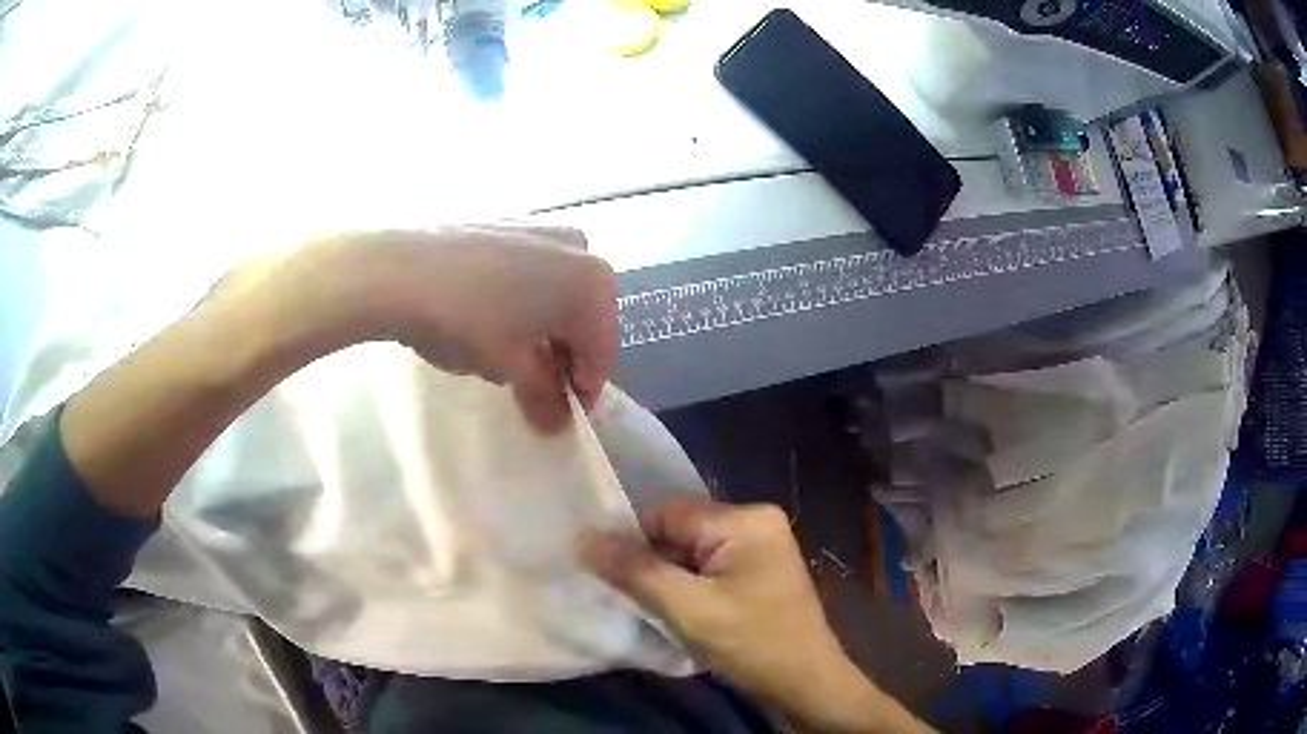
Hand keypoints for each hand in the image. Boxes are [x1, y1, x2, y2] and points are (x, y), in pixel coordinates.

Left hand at [216, 224, 617, 430]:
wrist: (395, 268)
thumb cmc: (464, 320)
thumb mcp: (509, 366)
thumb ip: (544, 395)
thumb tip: (557, 422)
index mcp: (593, 281)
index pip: (602, 352)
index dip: (582, 390)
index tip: (559, 414)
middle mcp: (578, 246)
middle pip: (582, 317)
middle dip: (561, 356)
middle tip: (531, 387)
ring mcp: (541, 226)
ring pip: (555, 291)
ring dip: (541, 327)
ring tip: (505, 353)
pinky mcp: (507, 220)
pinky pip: (530, 269)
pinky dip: (521, 298)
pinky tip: (487, 315)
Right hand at [581, 497, 930, 733]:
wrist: (806, 682)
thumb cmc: (753, 643)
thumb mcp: (690, 609)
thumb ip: (637, 572)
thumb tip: (584, 538)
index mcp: (745, 519)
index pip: (668, 514)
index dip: (631, 540)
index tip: (600, 570)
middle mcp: (754, 522)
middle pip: (679, 532)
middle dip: (650, 562)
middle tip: (620, 593)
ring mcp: (758, 547)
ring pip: (689, 552)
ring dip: (665, 577)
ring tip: (642, 604)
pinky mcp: (756, 571)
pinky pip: (706, 568)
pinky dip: (685, 586)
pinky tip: (672, 609)